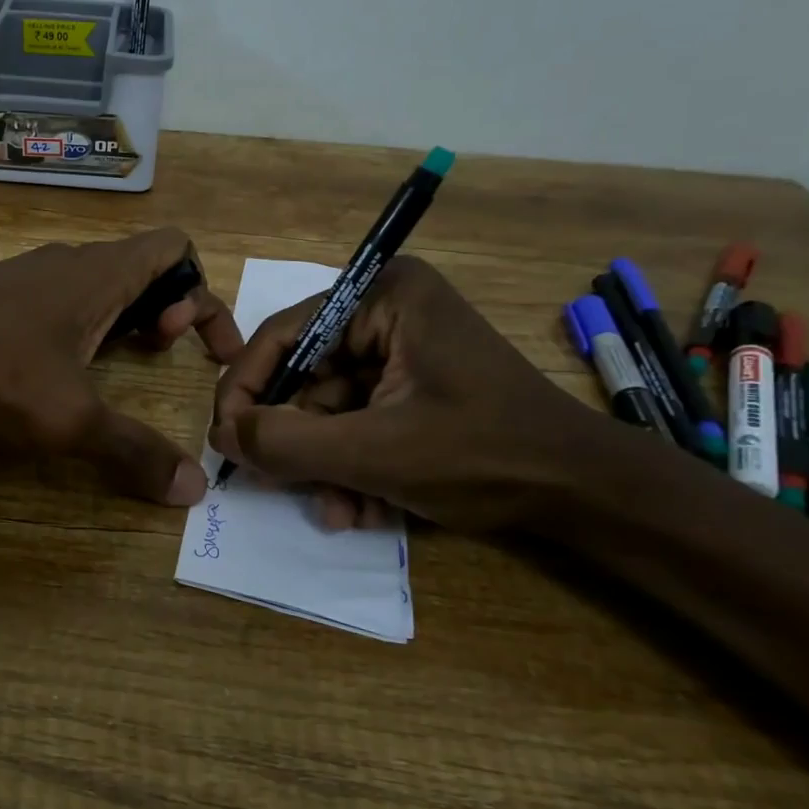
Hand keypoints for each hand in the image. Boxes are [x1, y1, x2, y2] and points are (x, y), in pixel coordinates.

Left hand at [0, 228, 241, 504]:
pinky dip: (89, 324)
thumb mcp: (69, 419)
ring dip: (128, 318)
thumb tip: (193, 489)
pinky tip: (64, 366)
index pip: (176, 249)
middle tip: (160, 354)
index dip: (205, 295)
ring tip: (120, 363)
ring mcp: (32, 275)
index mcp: (101, 275)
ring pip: (103, 283)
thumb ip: (134, 451)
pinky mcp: (1, 294)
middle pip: (145, 266)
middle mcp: (72, 263)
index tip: (204, 350)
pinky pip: (67, 297)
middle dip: (170, 309)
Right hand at [209, 257, 589, 532]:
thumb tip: (219, 436)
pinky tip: (364, 510)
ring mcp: (403, 351)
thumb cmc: (485, 455)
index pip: (284, 335)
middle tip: (276, 485)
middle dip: (297, 440)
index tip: (225, 441)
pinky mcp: (413, 386)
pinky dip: (353, 465)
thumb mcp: (375, 452)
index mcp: (382, 296)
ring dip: (325, 464)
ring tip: (337, 512)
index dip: (246, 389)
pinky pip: (358, 420)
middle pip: (306, 375)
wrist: (589, 496)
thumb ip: (286, 443)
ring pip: (329, 407)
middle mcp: (388, 312)